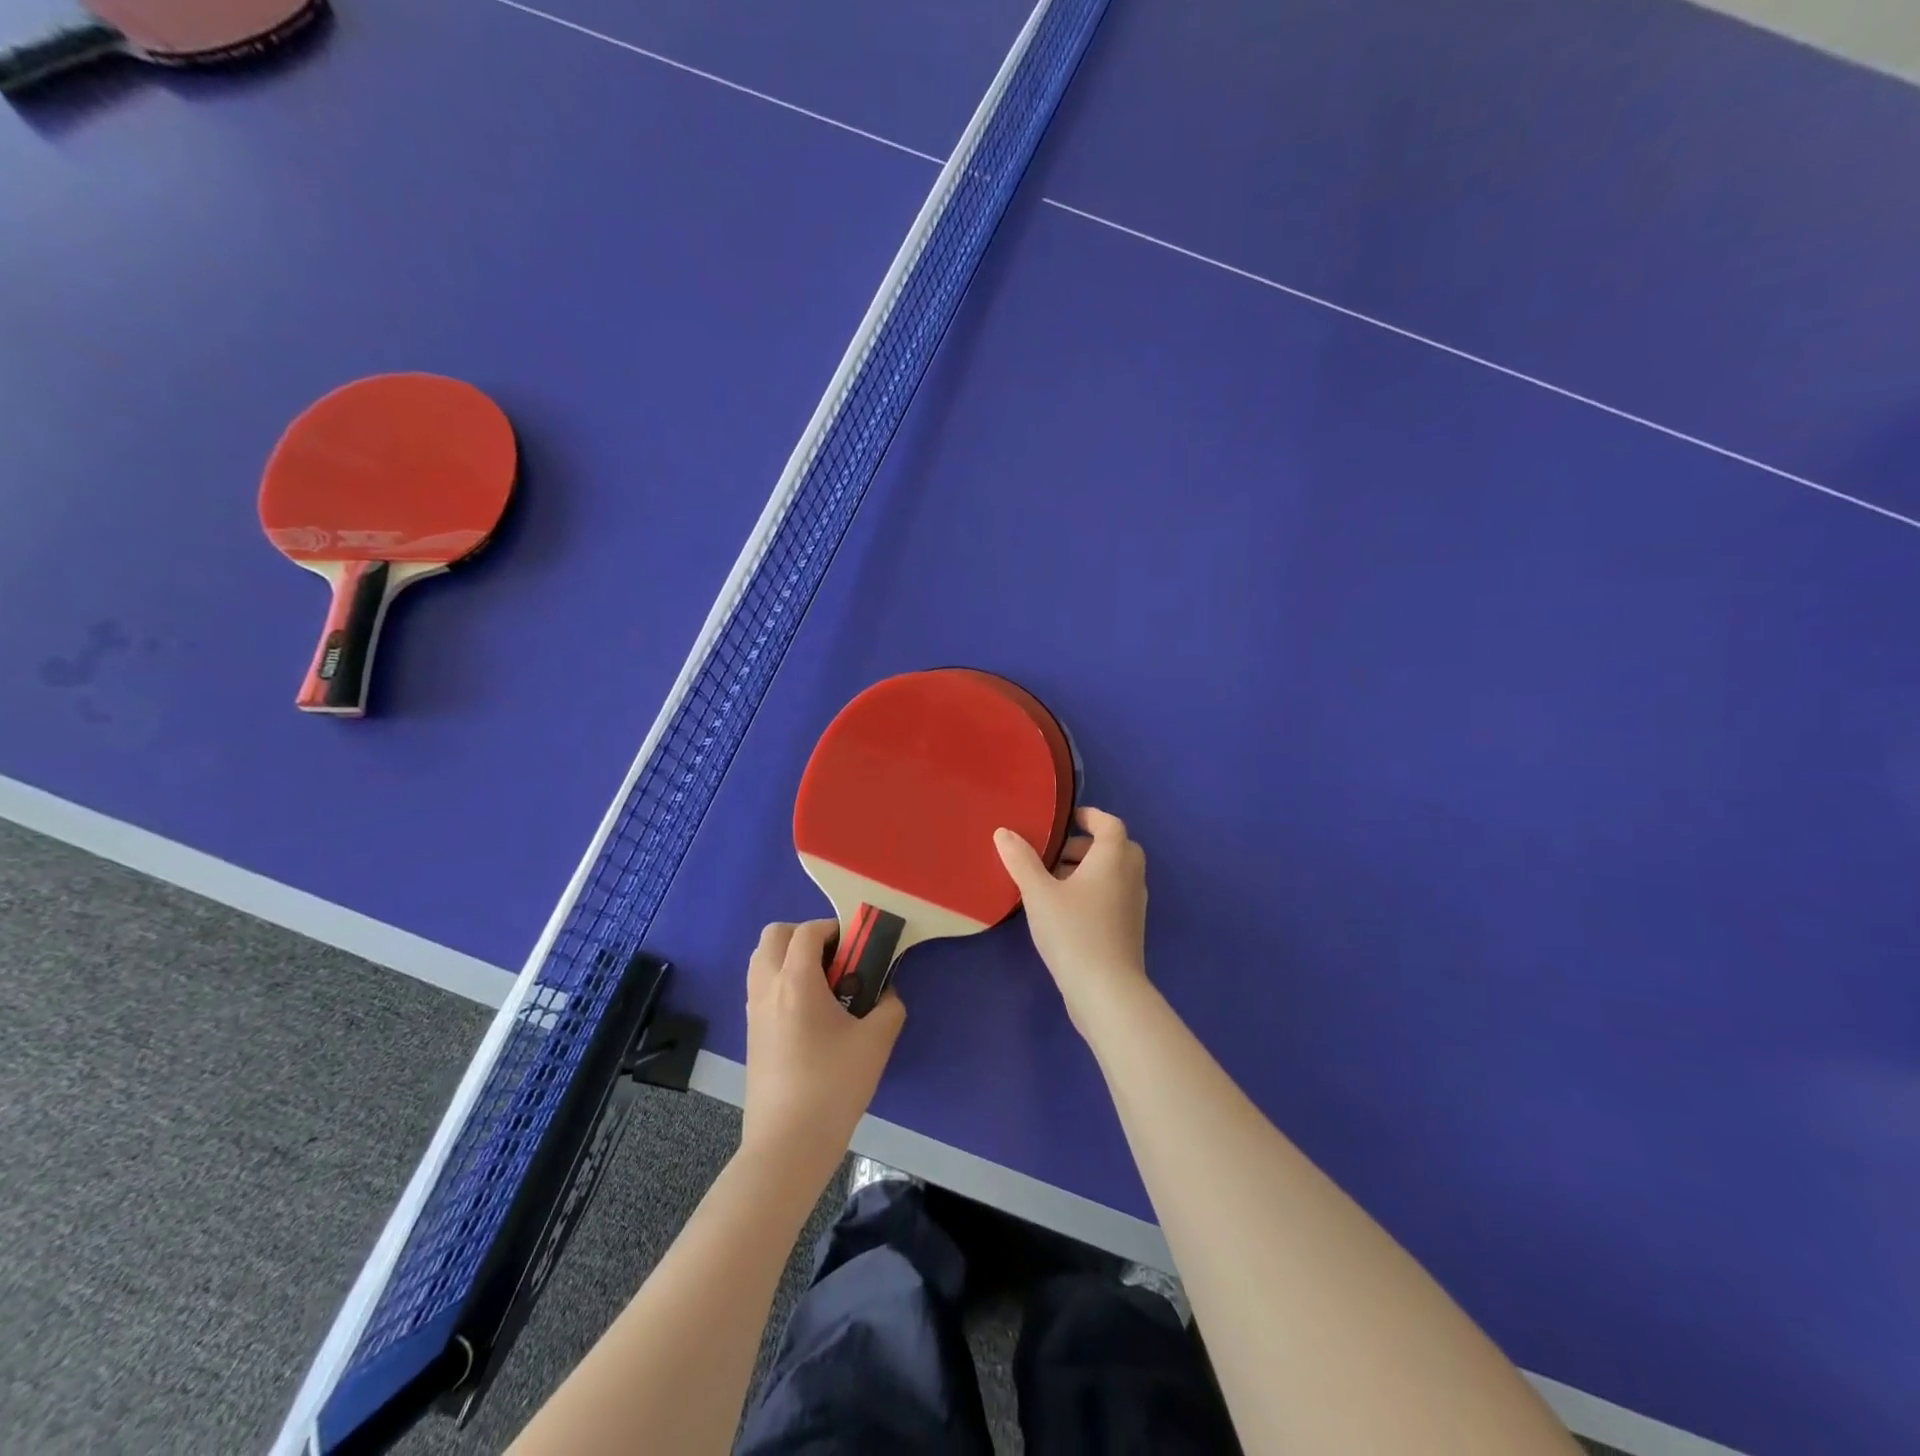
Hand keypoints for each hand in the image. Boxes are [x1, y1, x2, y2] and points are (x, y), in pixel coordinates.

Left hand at [740, 920, 905, 1181]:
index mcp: (796, 981)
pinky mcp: (751, 1033)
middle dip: (805, 935)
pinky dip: (781, 980)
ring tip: (822, 984)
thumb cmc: (834, 1085)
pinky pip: (760, 986)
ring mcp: (754, 1010)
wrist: (788, 1143)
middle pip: (774, 935)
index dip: (833, 929)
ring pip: (762, 959)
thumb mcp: (876, 1042)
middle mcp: (768, 987)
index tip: (857, 947)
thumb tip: (888, 993)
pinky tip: (809, 1012)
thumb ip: (889, 1007)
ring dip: (789, 956)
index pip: (807, 931)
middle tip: (835, 959)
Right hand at [994, 807, 1149, 1025]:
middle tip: (1055, 854)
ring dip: (1089, 870)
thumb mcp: (1039, 893)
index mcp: (1113, 859)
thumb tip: (1003, 832)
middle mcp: (1130, 876)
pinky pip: (1114, 895)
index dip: (1090, 817)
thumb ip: (1021, 861)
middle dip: (1087, 845)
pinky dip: (1094, 891)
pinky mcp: (1129, 929)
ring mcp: (1134, 905)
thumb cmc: (1073, 932)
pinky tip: (1065, 911)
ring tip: (1053, 883)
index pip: (1110, 824)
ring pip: (1115, 874)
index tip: (1067, 820)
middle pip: (1116, 847)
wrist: (1107, 991)